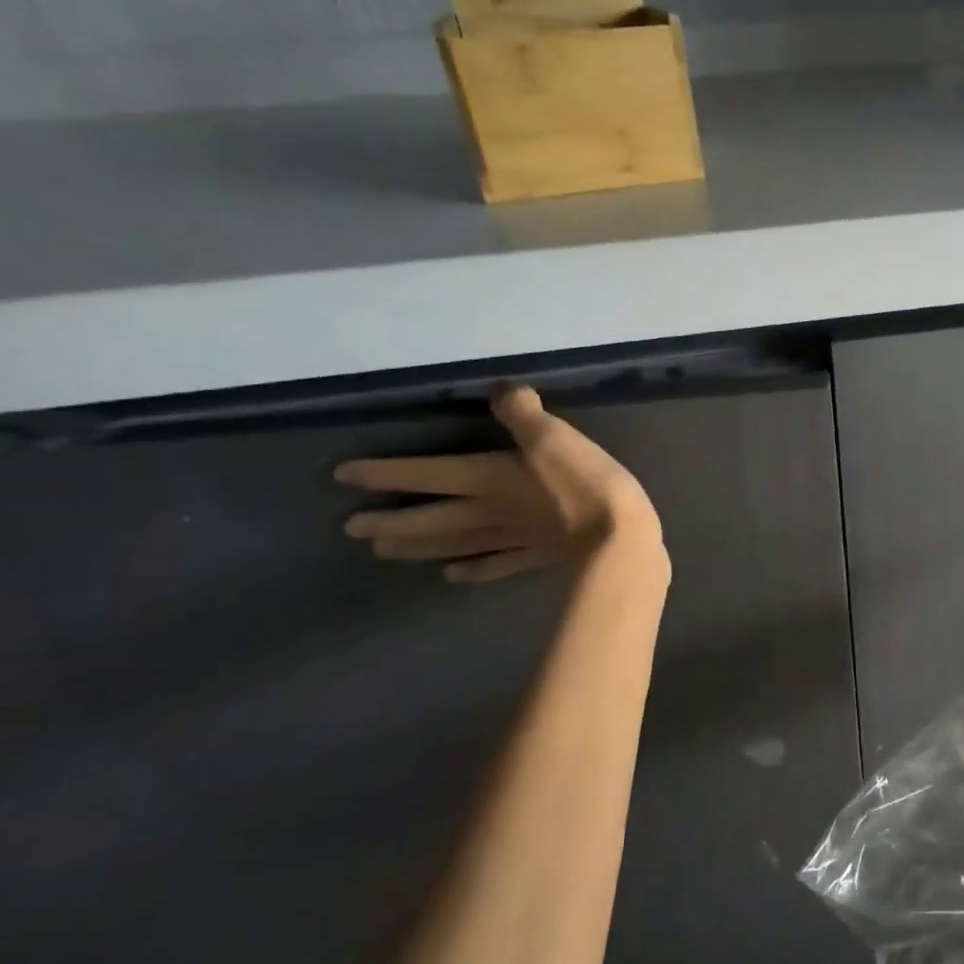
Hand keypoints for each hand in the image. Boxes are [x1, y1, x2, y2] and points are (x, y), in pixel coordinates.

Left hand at [336, 385, 662, 583]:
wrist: (620, 536)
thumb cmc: (585, 481)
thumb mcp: (555, 436)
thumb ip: (523, 412)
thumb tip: (501, 389)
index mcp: (488, 478)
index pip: (427, 473)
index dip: (386, 473)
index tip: (343, 478)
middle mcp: (489, 511)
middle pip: (430, 517)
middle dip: (390, 521)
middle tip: (352, 529)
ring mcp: (512, 538)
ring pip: (453, 543)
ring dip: (417, 548)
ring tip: (384, 552)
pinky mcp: (536, 557)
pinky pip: (494, 565)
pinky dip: (471, 570)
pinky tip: (454, 575)